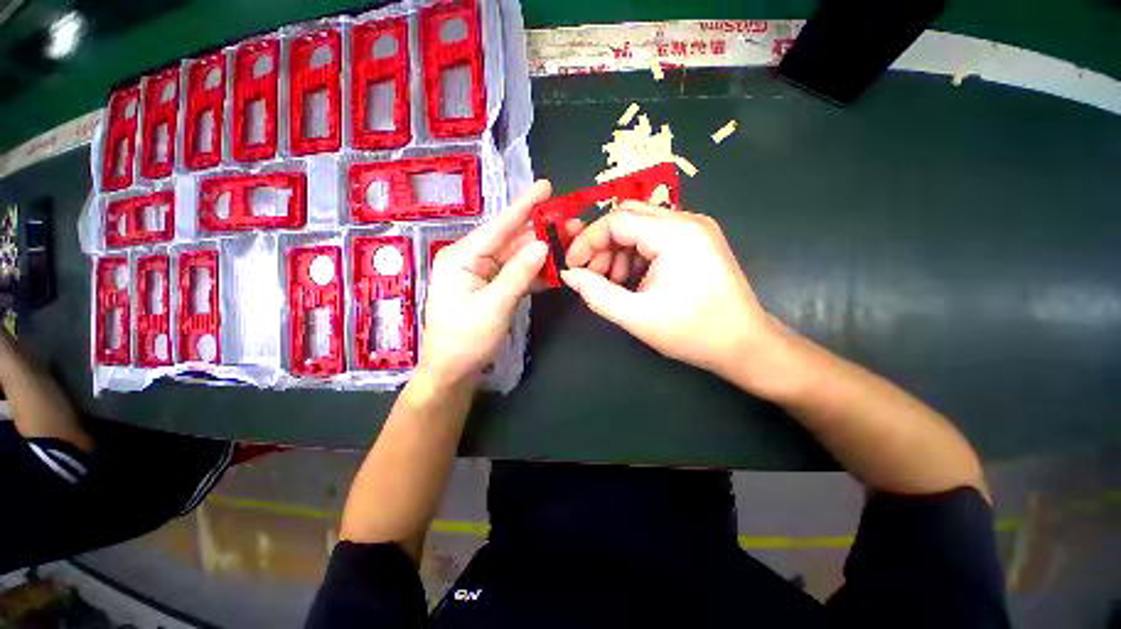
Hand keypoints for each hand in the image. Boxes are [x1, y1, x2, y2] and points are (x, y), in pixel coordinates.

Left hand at [417, 181, 555, 388]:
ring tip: (571, 242)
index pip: (498, 226)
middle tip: (572, 223)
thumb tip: (542, 245)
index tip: (546, 186)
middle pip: (512, 240)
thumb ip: (518, 274)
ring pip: (518, 257)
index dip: (524, 206)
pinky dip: (536, 274)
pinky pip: (517, 275)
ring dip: (543, 252)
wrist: (452, 372)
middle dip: (541, 232)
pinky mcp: (494, 288)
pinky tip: (556, 269)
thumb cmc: (464, 340)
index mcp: (462, 256)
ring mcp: (484, 274)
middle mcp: (472, 259)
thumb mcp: (493, 306)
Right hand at [561, 202, 785, 390]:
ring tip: (612, 283)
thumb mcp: (637, 316)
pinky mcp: (696, 241)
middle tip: (592, 276)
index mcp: (675, 234)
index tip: (572, 267)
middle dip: (602, 245)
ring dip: (618, 252)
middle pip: (628, 217)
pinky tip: (632, 280)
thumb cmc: (693, 332)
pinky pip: (655, 238)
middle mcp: (687, 221)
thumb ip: (597, 293)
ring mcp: (694, 229)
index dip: (588, 241)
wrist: (745, 345)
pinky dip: (636, 256)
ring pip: (640, 227)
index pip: (616, 220)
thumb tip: (569, 275)